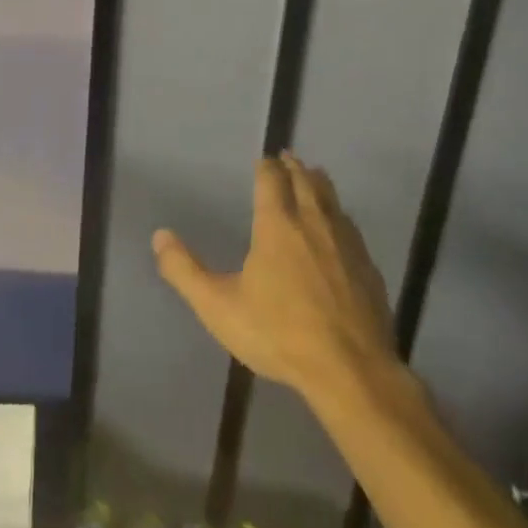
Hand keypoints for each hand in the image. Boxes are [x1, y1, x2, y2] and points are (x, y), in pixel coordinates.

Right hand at [153, 152, 397, 403]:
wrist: (350, 369)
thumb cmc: (279, 333)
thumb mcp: (219, 307)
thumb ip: (185, 271)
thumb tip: (160, 236)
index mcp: (277, 224)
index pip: (271, 179)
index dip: (266, 167)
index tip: (263, 160)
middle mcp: (313, 222)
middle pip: (305, 181)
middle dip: (294, 167)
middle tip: (289, 158)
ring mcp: (346, 242)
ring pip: (332, 199)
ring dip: (319, 184)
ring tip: (314, 177)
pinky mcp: (367, 266)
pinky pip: (350, 227)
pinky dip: (340, 216)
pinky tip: (340, 228)